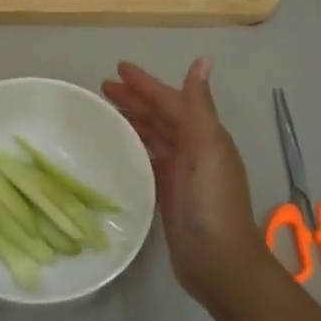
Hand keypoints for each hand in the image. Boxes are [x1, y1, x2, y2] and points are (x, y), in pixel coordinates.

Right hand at [103, 59, 272, 310]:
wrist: (217, 260)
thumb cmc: (211, 202)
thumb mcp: (207, 149)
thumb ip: (199, 106)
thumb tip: (203, 60)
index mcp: (205, 135)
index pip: (171, 100)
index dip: (146, 84)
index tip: (117, 69)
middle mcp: (195, 149)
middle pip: (161, 116)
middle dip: (136, 99)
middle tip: (103, 88)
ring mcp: (182, 172)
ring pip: (153, 136)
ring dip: (133, 120)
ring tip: (105, 111)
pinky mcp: (169, 193)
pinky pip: (149, 160)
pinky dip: (135, 148)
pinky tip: (118, 146)